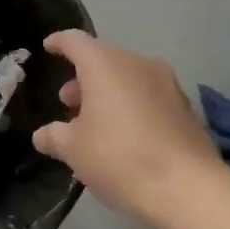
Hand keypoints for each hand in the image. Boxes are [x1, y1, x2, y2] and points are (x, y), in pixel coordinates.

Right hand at [31, 30, 222, 223]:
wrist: (187, 187)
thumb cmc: (119, 158)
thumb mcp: (74, 150)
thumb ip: (54, 136)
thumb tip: (42, 135)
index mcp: (106, 65)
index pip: (76, 41)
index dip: (59, 43)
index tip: (49, 47)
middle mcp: (138, 64)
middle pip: (104, 60)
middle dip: (83, 79)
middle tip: (68, 103)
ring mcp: (167, 84)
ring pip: (128, 79)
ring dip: (108, 94)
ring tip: (94, 123)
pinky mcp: (185, 107)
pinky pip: (149, 97)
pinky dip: (131, 107)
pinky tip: (123, 136)